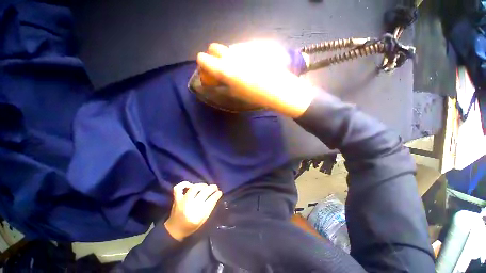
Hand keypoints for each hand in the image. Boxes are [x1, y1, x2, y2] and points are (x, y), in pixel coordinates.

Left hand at [164, 181, 222, 240]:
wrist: (174, 231)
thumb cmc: (190, 227)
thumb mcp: (203, 220)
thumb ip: (210, 208)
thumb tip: (216, 196)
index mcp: (198, 215)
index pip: (211, 200)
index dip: (217, 194)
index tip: (220, 192)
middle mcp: (190, 206)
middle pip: (204, 192)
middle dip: (212, 188)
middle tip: (215, 187)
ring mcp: (182, 201)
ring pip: (194, 188)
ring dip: (202, 185)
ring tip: (205, 186)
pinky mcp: (176, 199)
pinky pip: (178, 188)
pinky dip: (184, 184)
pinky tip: (190, 185)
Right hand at [196, 41, 317, 117]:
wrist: (277, 88)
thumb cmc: (254, 95)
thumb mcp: (235, 93)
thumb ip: (222, 84)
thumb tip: (216, 81)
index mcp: (224, 69)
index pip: (203, 58)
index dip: (203, 64)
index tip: (207, 71)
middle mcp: (231, 56)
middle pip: (214, 47)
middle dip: (213, 56)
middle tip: (220, 68)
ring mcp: (242, 50)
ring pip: (228, 48)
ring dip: (228, 56)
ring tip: (238, 69)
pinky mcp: (253, 48)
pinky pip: (241, 50)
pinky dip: (240, 56)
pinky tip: (248, 65)